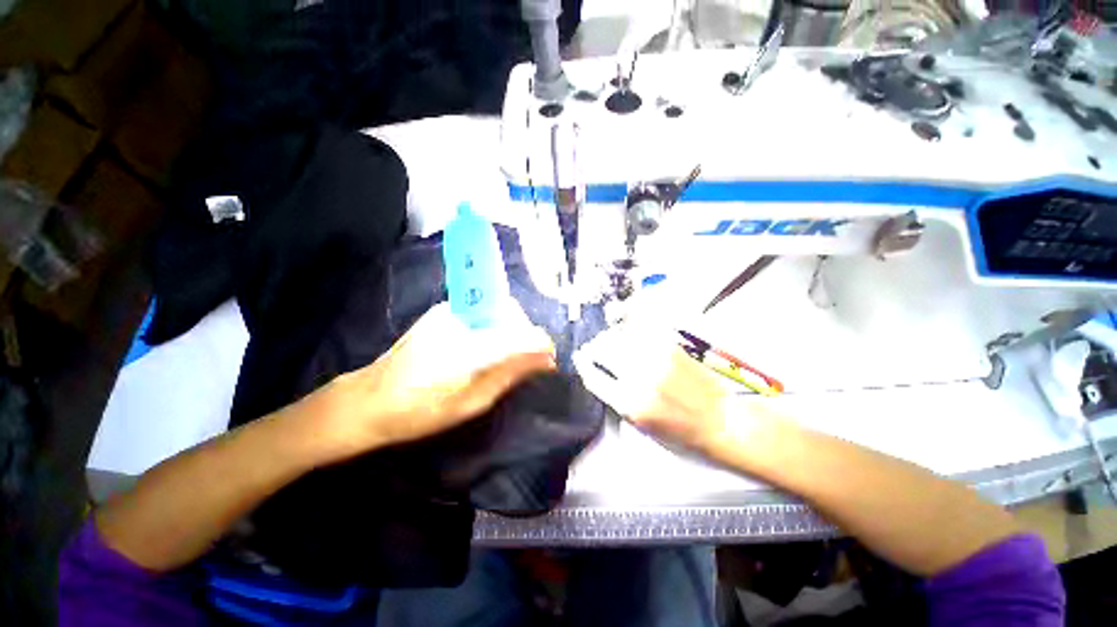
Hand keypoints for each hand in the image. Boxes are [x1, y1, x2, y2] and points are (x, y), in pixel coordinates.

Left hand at [300, 301, 556, 459]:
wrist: (367, 399)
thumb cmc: (420, 411)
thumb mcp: (473, 401)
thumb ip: (512, 373)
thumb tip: (547, 360)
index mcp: (468, 347)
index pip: (521, 333)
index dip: (540, 345)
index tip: (548, 361)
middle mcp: (461, 317)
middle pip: (512, 312)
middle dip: (525, 334)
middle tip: (525, 361)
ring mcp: (449, 309)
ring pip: (498, 308)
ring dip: (510, 329)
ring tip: (505, 356)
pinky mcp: (443, 310)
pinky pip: (483, 311)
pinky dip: (494, 326)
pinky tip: (485, 348)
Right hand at [575, 323, 734, 456]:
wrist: (718, 420)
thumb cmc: (677, 430)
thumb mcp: (639, 424)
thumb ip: (615, 396)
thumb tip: (597, 372)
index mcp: (630, 402)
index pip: (593, 375)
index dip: (583, 365)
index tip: (580, 359)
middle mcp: (640, 376)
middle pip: (603, 349)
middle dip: (593, 347)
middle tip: (593, 348)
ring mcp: (655, 356)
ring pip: (619, 335)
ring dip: (609, 336)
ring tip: (609, 340)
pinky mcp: (669, 345)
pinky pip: (639, 329)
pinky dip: (628, 329)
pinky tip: (628, 333)